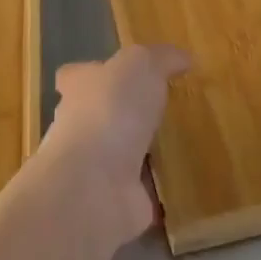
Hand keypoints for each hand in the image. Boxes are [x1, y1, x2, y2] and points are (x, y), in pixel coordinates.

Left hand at [45, 44, 190, 245]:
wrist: (95, 184)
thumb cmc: (111, 110)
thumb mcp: (141, 65)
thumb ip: (161, 58)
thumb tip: (184, 58)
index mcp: (79, 89)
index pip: (76, 76)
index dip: (94, 73)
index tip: (115, 74)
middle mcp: (79, 127)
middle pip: (97, 115)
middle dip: (122, 114)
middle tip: (161, 110)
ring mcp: (95, 168)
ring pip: (120, 154)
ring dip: (142, 152)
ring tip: (179, 144)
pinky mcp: (116, 200)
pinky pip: (143, 191)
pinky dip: (158, 189)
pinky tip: (184, 182)